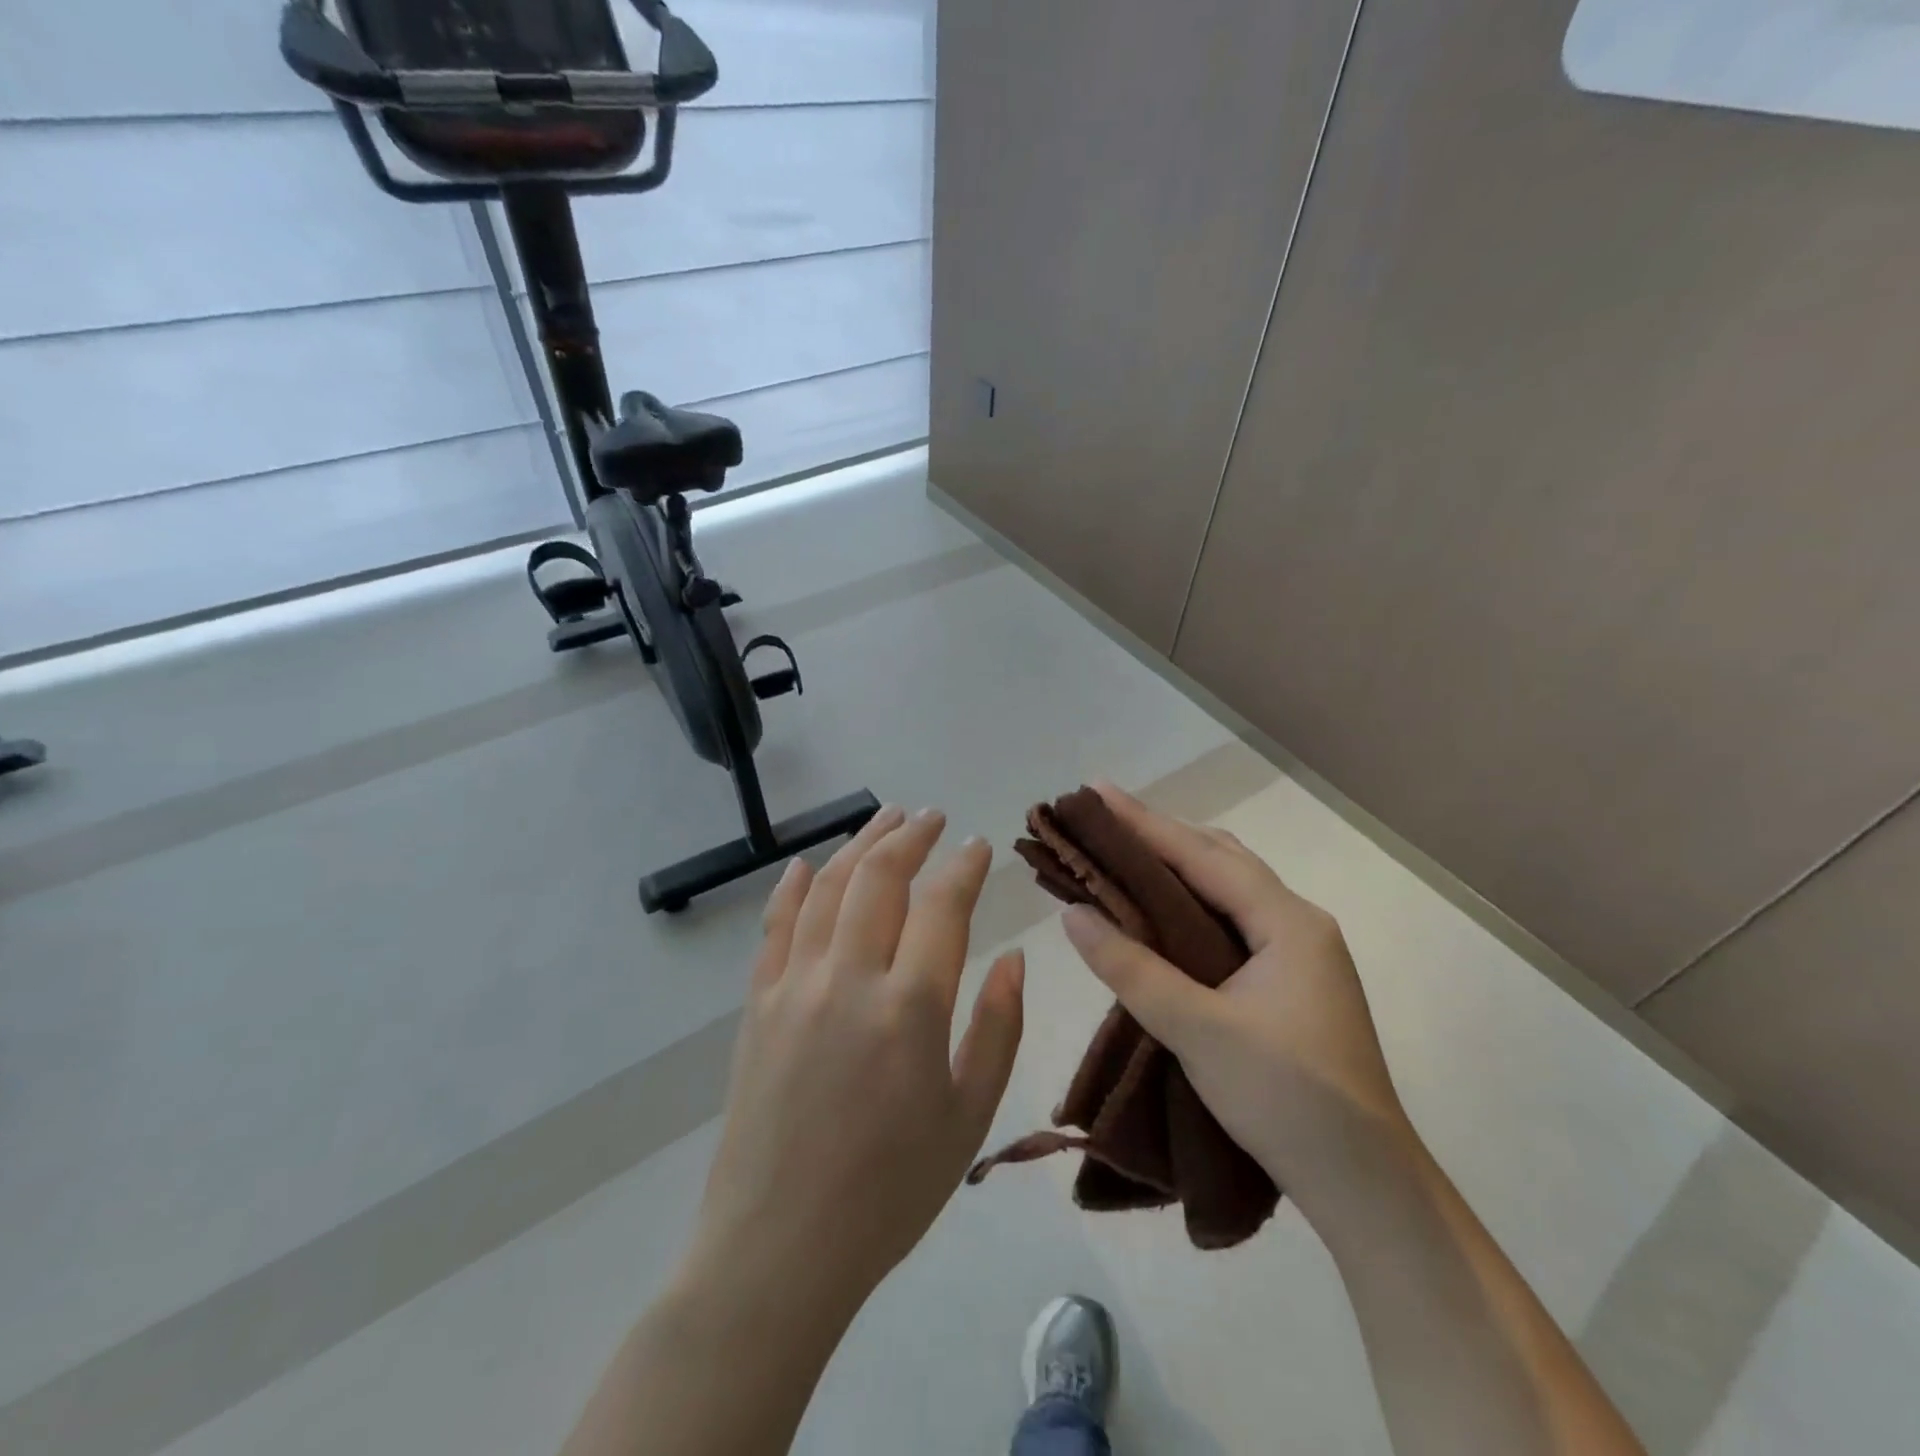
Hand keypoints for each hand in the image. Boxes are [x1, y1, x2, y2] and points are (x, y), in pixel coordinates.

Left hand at [685, 806, 1026, 1309]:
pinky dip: (792, 887)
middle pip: (880, 878)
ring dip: (860, 845)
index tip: (979, 844)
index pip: (942, 907)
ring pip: (828, 889)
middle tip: (933, 816)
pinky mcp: (757, 1004)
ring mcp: (794, 986)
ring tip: (885, 818)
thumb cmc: (889, 1191)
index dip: (965, 867)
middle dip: (911, 837)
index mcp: (909, 1008)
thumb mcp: (968, 1118)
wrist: (779, 1249)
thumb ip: (997, 1029)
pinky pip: (775, 927)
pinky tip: (806, 864)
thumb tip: (1014, 958)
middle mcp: (848, 979)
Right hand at [1060, 784, 1409, 1214]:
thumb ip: (1132, 969)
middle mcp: (1298, 924)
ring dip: (1178, 867)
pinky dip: (1191, 905)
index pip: (1202, 855)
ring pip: (1229, 890)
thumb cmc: (1287, 1099)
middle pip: (1220, 860)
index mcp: (1287, 922)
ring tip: (1124, 854)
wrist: (1367, 1188)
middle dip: (1161, 835)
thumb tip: (1072, 914)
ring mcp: (1299, 954)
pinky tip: (1162, 914)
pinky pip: (1232, 922)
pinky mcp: (1290, 984)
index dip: (1145, 823)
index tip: (1095, 792)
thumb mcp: (1198, 1031)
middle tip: (1103, 820)